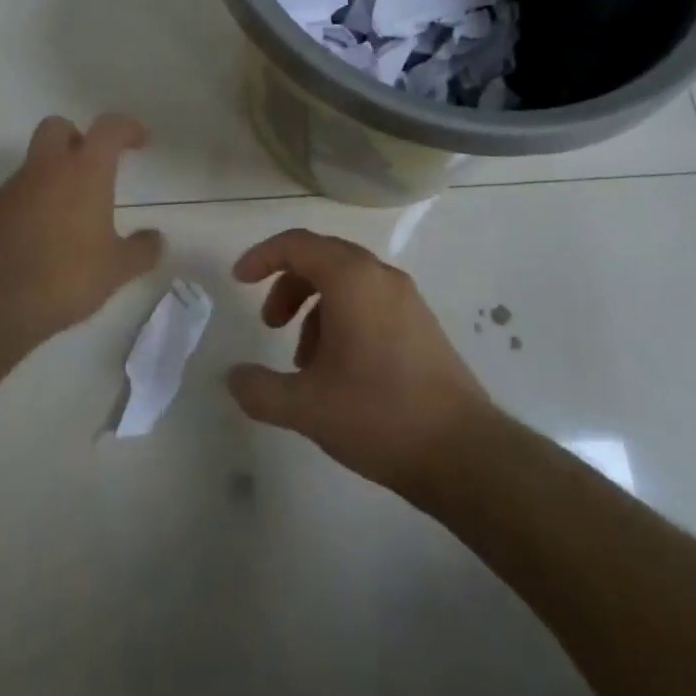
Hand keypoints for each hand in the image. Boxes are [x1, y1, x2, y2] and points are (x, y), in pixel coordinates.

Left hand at [0, 114, 163, 344]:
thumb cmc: (64, 277)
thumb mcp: (116, 269)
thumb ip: (141, 250)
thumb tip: (156, 239)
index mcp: (84, 171)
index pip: (109, 129)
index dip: (127, 128)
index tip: (141, 140)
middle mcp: (45, 169)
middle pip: (58, 127)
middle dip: (77, 137)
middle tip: (94, 165)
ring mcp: (11, 190)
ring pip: (34, 165)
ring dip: (53, 177)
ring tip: (70, 217)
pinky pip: (15, 196)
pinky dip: (31, 205)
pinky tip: (41, 239)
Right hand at [226, 229, 491, 496]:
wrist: (462, 451)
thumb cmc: (378, 414)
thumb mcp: (307, 407)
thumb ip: (260, 389)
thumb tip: (233, 377)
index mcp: (352, 279)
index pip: (298, 244)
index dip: (262, 256)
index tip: (238, 281)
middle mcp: (380, 276)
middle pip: (322, 258)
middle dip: (288, 286)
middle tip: (270, 325)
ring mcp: (406, 298)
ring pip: (347, 282)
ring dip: (315, 308)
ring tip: (304, 362)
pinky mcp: (421, 323)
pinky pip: (370, 301)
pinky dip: (342, 319)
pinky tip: (338, 371)